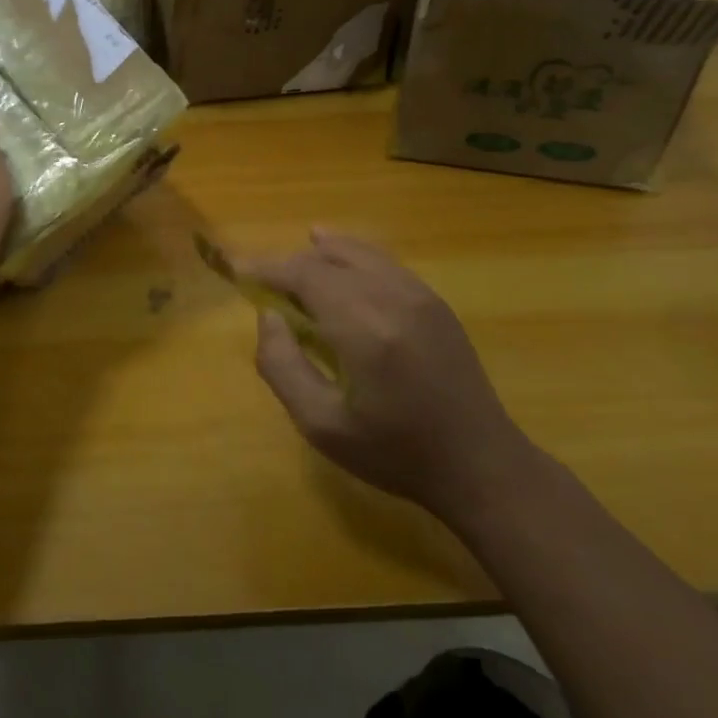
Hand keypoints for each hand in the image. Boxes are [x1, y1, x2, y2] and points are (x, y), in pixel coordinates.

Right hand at [246, 229, 540, 527]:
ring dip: (319, 254)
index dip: (267, 269)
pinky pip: (383, 261)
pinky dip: (352, 254)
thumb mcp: (321, 425)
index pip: (304, 275)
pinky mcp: (434, 300)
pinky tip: (338, 255)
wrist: (480, 464)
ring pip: (358, 252)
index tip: (238, 271)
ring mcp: (419, 295)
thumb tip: (269, 317)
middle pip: (328, 260)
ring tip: (293, 263)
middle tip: (263, 284)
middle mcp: (392, 298)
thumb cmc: (395, 452)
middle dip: (290, 265)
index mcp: (364, 328)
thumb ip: (282, 366)